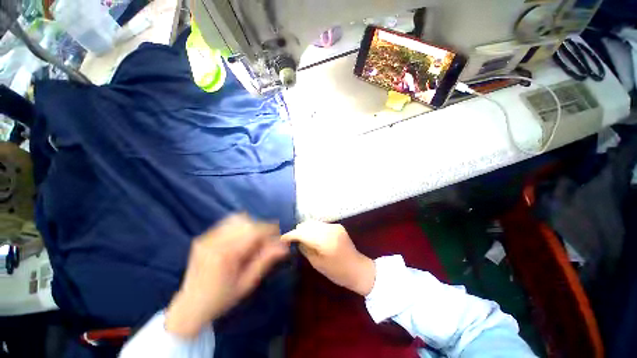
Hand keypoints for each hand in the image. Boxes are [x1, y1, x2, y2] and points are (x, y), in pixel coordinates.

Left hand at [165, 214, 288, 338]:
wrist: (189, 307)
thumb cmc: (221, 299)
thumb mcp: (247, 283)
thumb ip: (265, 260)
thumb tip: (284, 246)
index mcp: (225, 255)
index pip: (254, 232)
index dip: (270, 230)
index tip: (279, 236)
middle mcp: (214, 242)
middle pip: (246, 222)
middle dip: (262, 228)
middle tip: (268, 241)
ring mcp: (206, 238)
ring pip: (237, 219)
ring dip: (251, 225)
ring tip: (256, 239)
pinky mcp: (203, 237)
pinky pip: (227, 223)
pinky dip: (241, 226)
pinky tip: (243, 238)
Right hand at [282, 221, 374, 295]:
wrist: (358, 268)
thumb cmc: (337, 272)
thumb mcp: (317, 263)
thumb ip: (305, 248)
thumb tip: (295, 240)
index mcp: (325, 241)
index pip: (303, 232)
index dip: (291, 235)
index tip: (282, 239)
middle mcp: (330, 229)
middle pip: (307, 225)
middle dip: (298, 231)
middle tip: (291, 240)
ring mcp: (335, 226)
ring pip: (313, 223)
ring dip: (305, 229)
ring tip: (300, 238)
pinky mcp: (337, 226)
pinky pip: (321, 224)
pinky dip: (313, 229)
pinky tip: (311, 236)